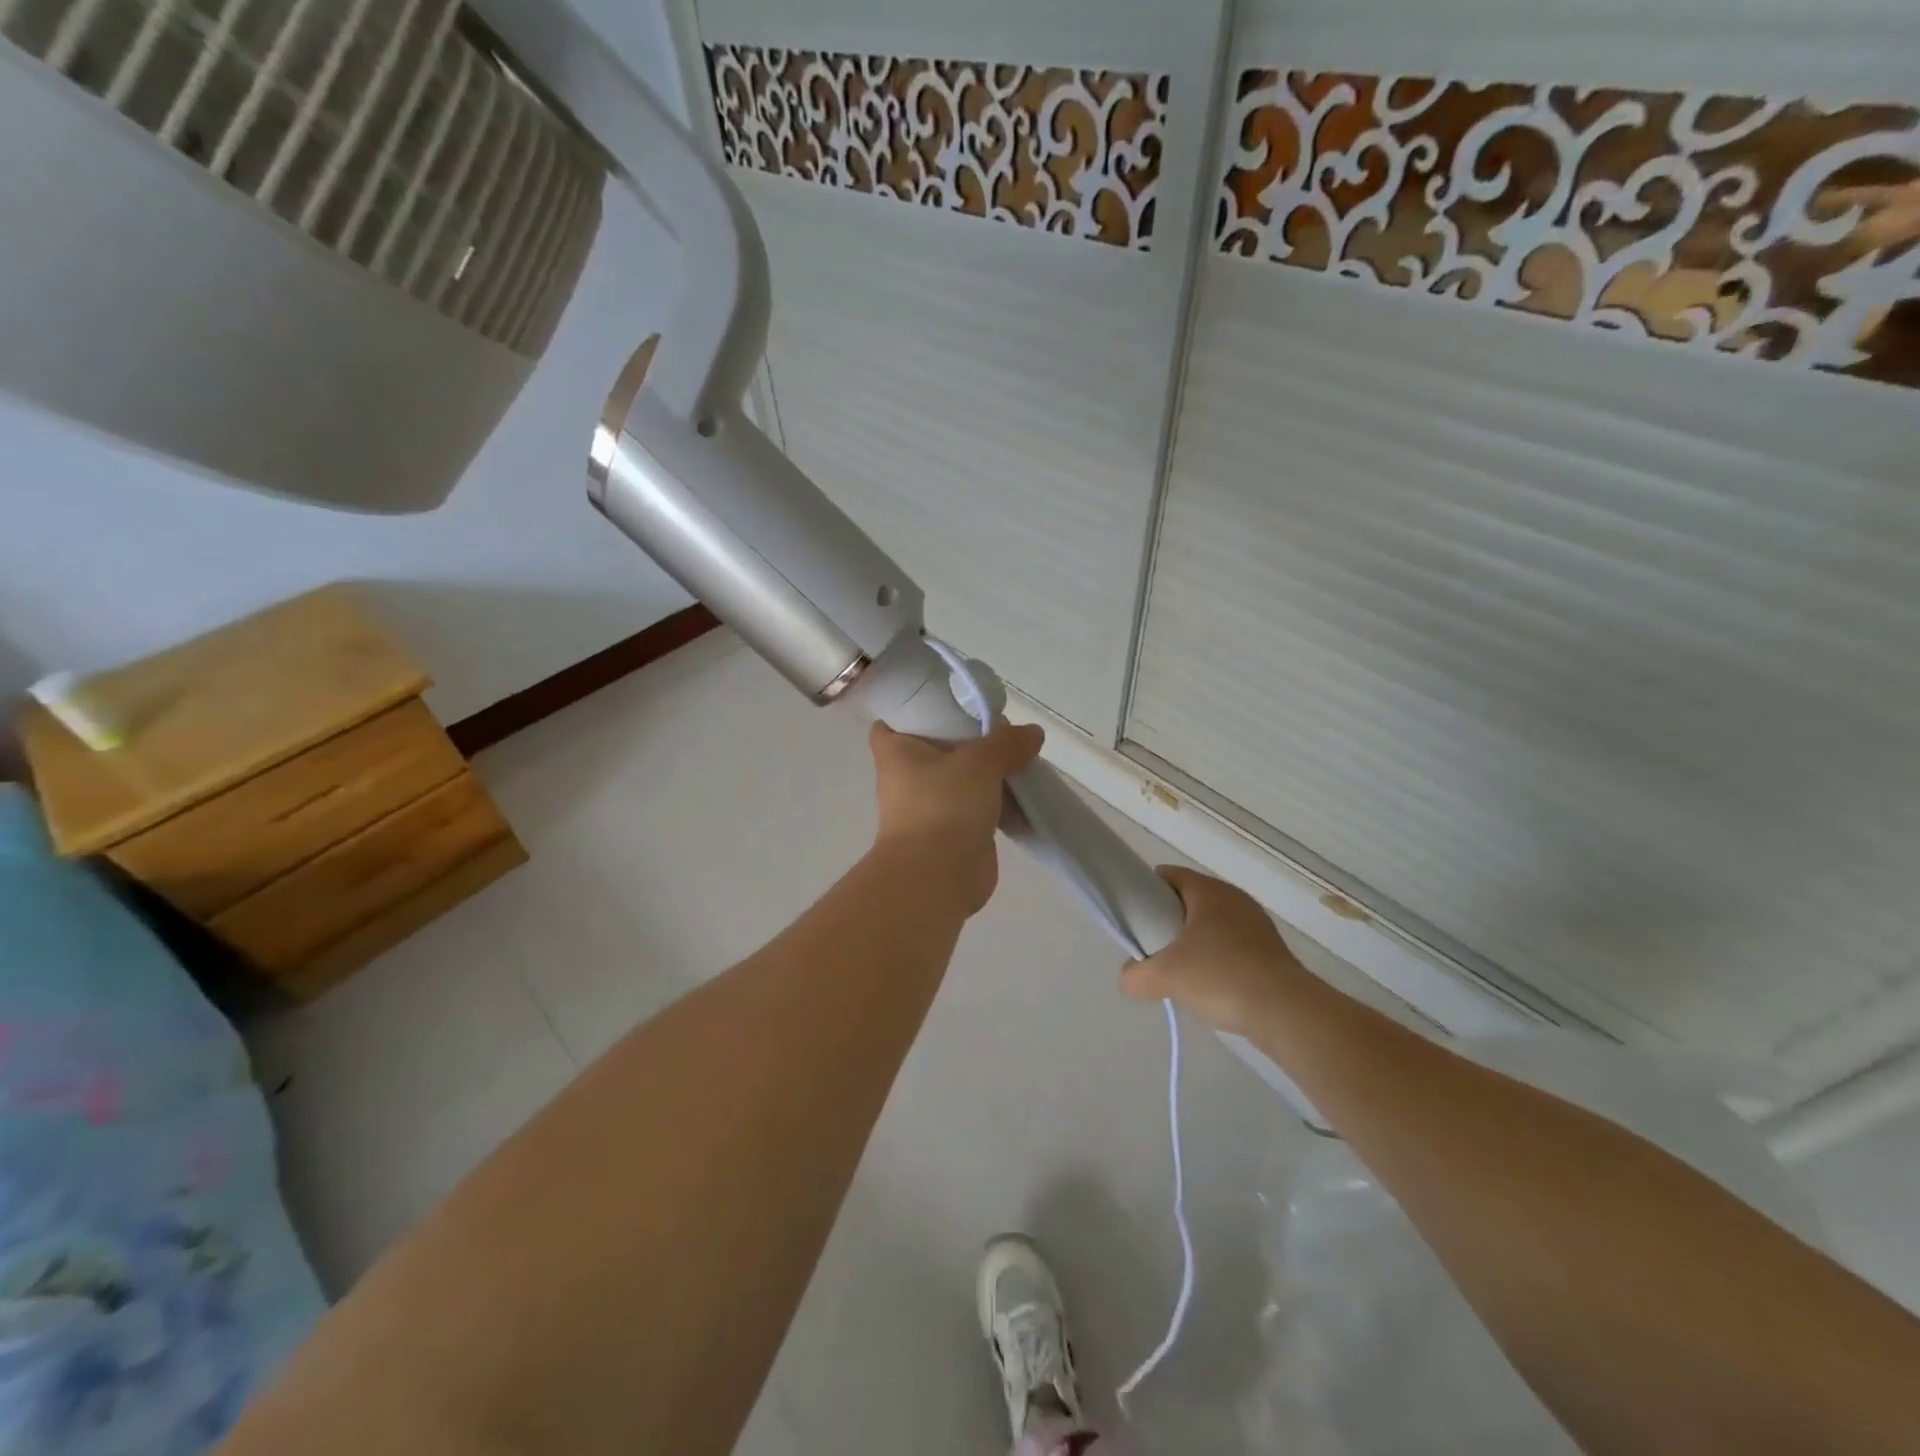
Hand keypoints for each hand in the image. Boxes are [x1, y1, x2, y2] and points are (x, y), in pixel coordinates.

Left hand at [868, 719, 1044, 914]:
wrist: (937, 877)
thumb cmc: (943, 806)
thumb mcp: (978, 762)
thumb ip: (1006, 743)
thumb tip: (1032, 733)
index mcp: (897, 752)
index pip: (890, 723)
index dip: (912, 711)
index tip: (944, 702)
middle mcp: (908, 777)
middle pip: (937, 748)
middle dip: (968, 741)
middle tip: (1000, 730)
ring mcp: (931, 807)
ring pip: (962, 780)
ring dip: (990, 774)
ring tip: (1022, 760)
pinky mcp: (953, 832)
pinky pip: (979, 808)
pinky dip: (1000, 804)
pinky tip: (1027, 797)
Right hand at [1121, 867, 1309, 1034]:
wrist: (1287, 1012)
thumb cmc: (1221, 977)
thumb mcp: (1165, 977)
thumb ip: (1136, 975)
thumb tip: (1130, 978)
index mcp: (1209, 891)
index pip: (1168, 876)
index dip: (1146, 892)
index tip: (1136, 919)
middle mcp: (1234, 898)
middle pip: (1188, 901)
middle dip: (1168, 922)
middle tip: (1154, 949)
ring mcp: (1256, 924)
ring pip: (1211, 925)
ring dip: (1193, 943)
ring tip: (1181, 973)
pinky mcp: (1270, 950)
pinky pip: (1232, 946)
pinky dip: (1216, 959)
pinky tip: (1211, 986)